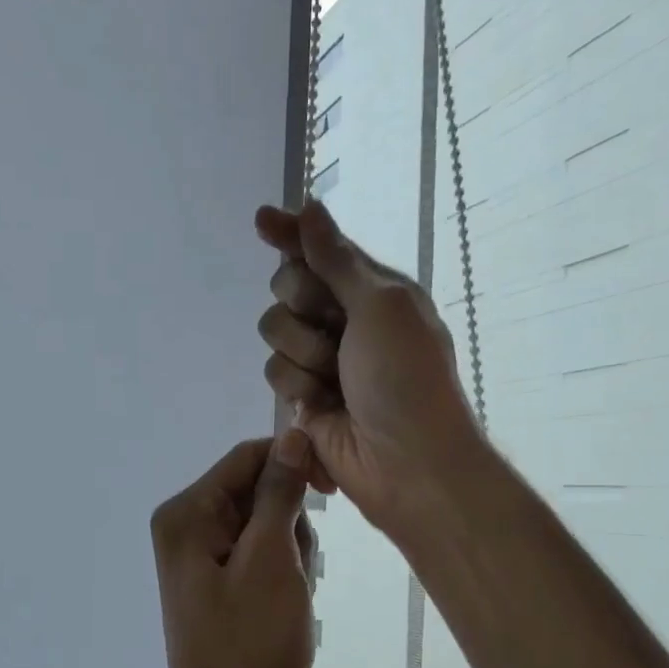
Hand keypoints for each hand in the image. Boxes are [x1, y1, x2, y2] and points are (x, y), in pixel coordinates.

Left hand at [145, 433, 318, 667]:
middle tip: (294, 571)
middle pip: (256, 492)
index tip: (331, 489)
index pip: (247, 458)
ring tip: (290, 597)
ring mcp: (202, 561)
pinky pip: (261, 558)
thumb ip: (279, 493)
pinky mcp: (220, 587)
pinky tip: (287, 609)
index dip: (292, 464)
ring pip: (266, 527)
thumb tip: (291, 435)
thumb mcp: (271, 559)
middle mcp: (187, 529)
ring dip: (291, 554)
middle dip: (290, 523)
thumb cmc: (249, 642)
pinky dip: (284, 575)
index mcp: (187, 514)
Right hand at [254, 197, 486, 543]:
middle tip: (333, 327)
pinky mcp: (303, 395)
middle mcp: (344, 317)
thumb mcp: (381, 305)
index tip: (262, 220)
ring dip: (303, 352)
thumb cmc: (405, 377)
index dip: (290, 234)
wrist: (406, 461)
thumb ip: (336, 258)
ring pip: (274, 330)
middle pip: (287, 286)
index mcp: (372, 289)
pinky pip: (274, 371)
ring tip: (334, 380)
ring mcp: (322, 357)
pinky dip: (297, 387)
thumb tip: (310, 206)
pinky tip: (321, 405)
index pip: (320, 249)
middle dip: (302, 304)